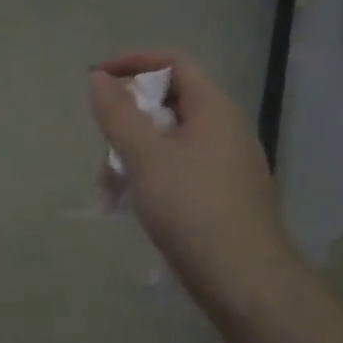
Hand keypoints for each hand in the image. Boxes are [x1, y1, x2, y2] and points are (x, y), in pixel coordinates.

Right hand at [87, 50, 299, 306]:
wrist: (245, 281)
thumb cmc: (192, 208)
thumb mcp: (145, 156)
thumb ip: (118, 113)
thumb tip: (99, 78)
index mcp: (214, 109)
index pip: (174, 62)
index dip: (133, 62)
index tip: (96, 78)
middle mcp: (224, 129)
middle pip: (168, 101)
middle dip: (126, 117)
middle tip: (102, 142)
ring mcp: (224, 164)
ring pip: (167, 138)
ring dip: (131, 152)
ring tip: (109, 186)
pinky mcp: (219, 194)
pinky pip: (176, 167)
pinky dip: (148, 174)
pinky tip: (127, 203)